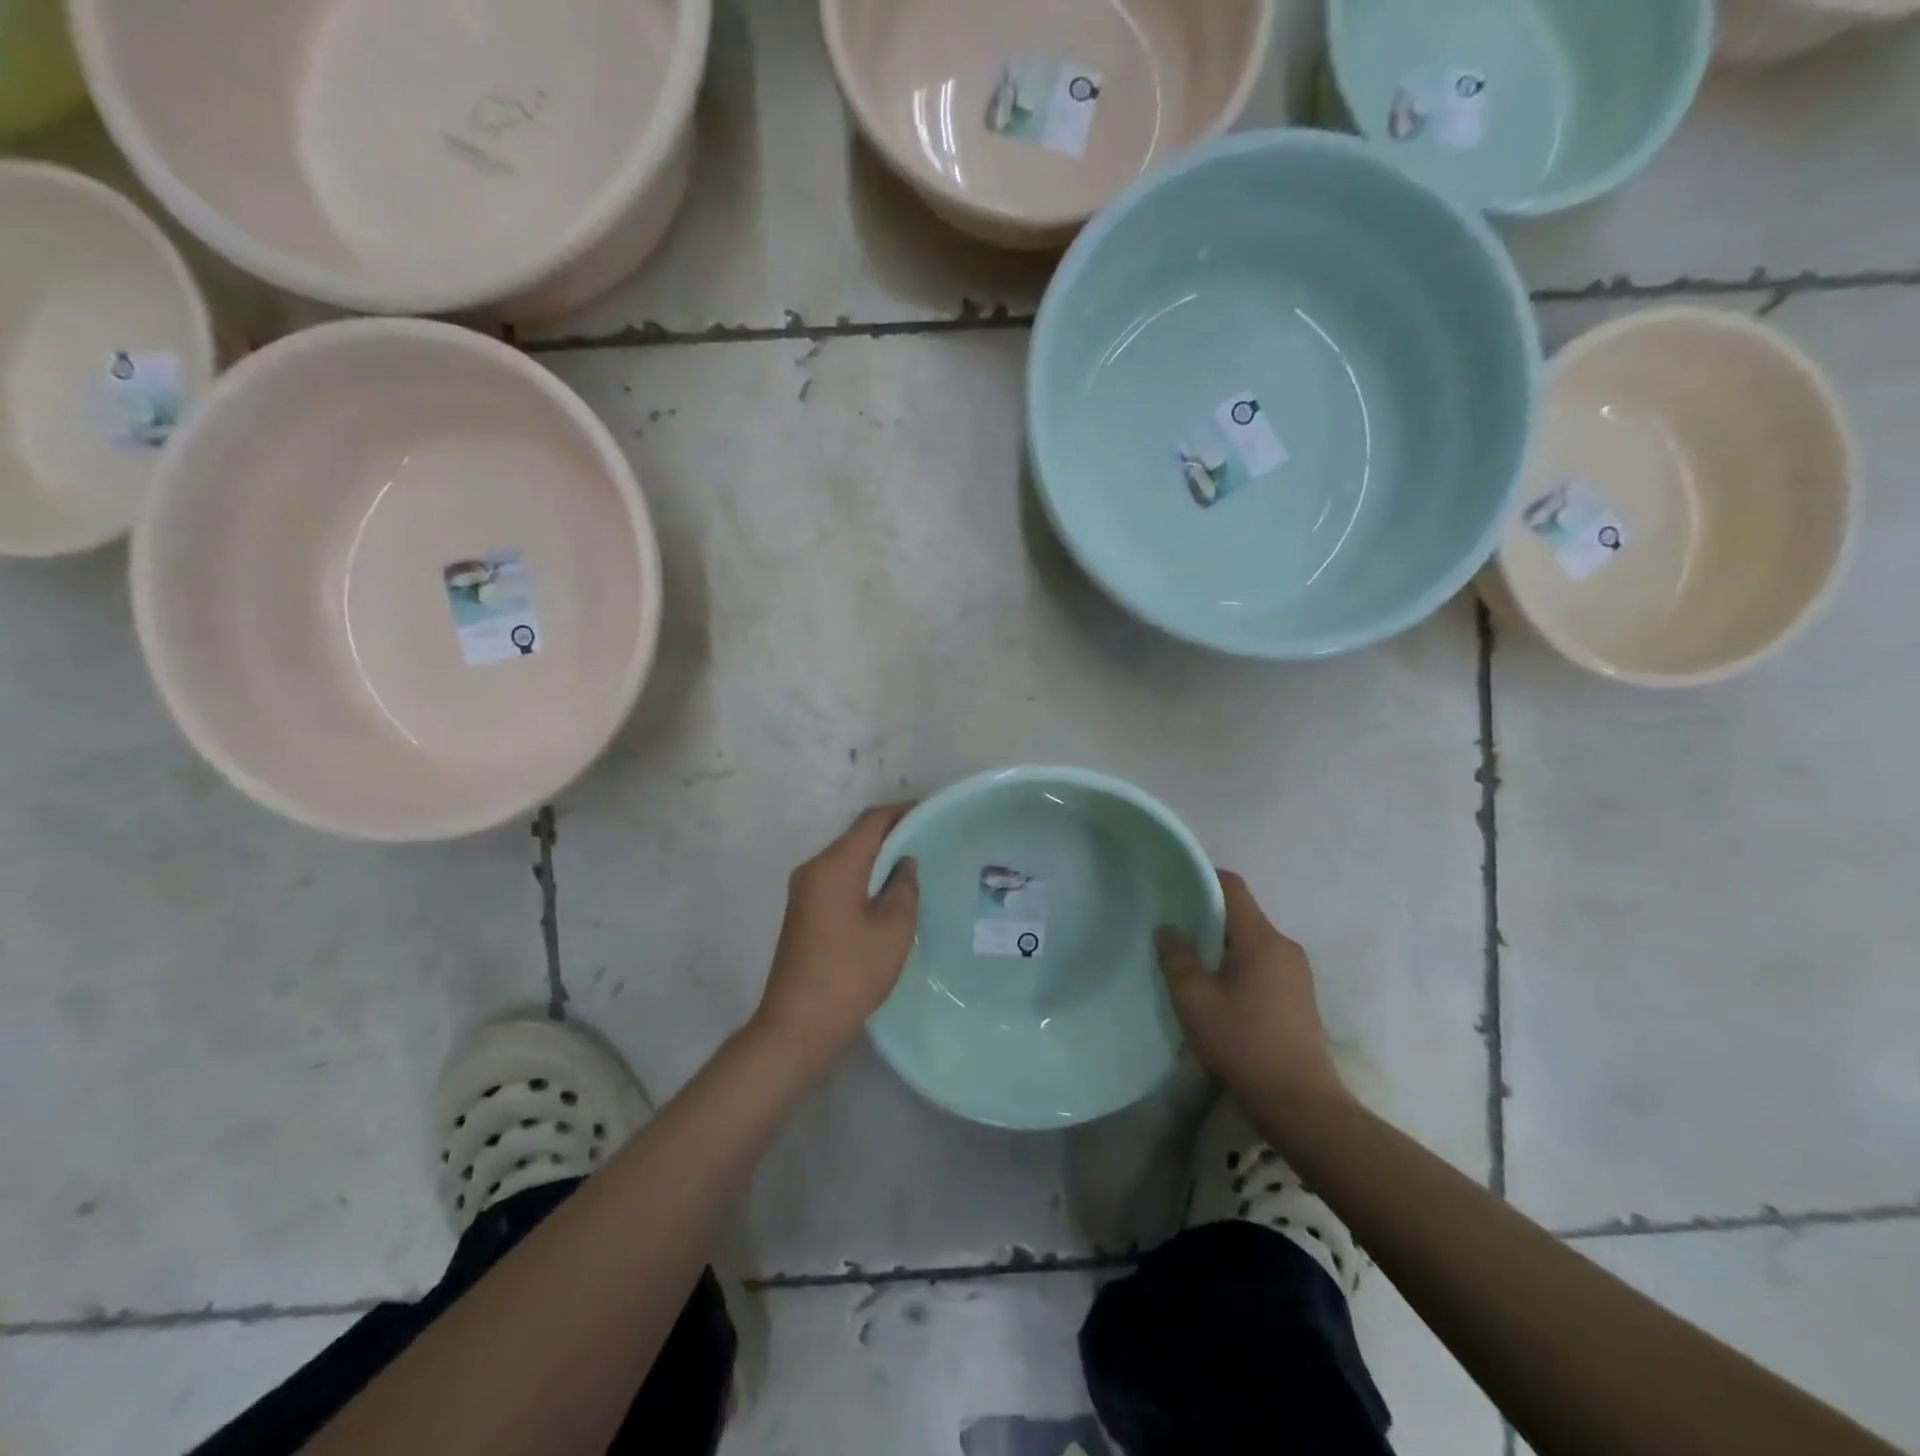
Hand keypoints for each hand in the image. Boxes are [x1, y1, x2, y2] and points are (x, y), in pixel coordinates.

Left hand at [751, 804, 919, 1075]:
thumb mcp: (893, 929)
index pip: (871, 821)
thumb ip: (903, 887)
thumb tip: (904, 863)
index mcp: (835, 865)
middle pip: (856, 837)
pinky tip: (887, 891)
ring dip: (877, 856)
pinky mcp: (804, 911)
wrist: (798, 1024)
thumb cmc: (851, 972)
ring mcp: (804, 890)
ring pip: (847, 858)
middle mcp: (814, 868)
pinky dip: (863, 875)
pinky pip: (838, 878)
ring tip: (915, 864)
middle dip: (892, 833)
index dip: (902, 812)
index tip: (932, 812)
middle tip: (929, 839)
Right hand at [1154, 871, 1350, 1109]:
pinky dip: (1237, 965)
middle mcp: (1284, 946)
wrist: (1300, 1103)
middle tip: (1173, 929)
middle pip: (1241, 914)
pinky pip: (1263, 963)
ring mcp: (1297, 972)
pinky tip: (1217, 990)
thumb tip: (1167, 929)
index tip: (1173, 886)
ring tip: (1190, 963)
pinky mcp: (1299, 996)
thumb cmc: (1243, 1043)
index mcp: (1261, 939)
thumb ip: (1177, 958)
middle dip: (1207, 916)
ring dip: (1221, 945)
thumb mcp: (1195, 1000)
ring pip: (1251, 941)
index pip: (1232, 886)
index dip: (1202, 878)